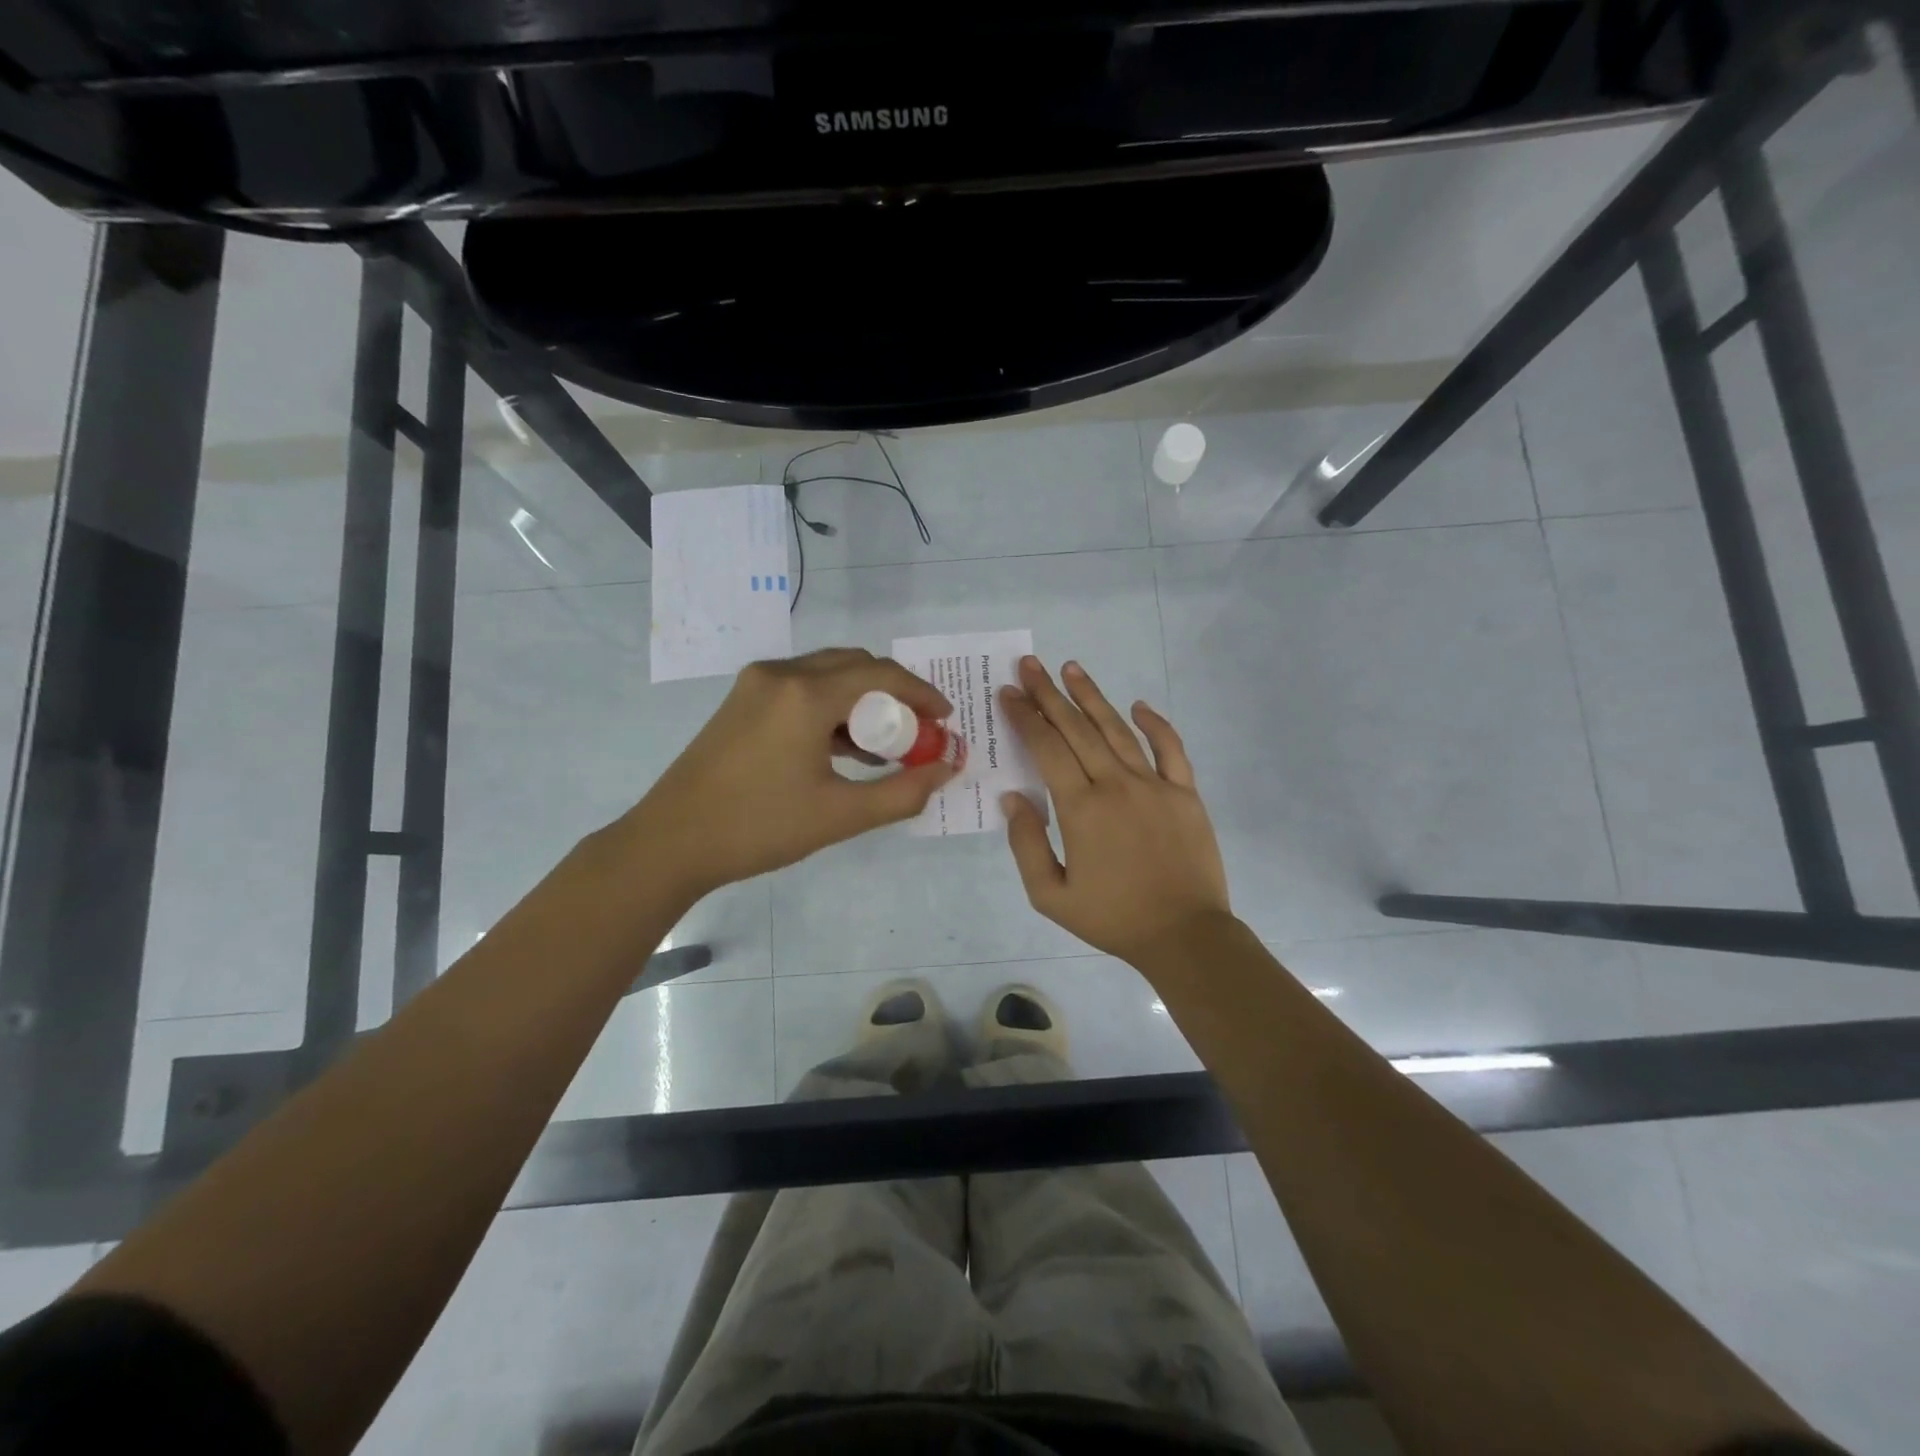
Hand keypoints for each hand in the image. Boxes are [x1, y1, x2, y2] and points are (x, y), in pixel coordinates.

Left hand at [617, 648, 958, 900]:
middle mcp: (781, 674)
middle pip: (856, 665)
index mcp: (805, 694)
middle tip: (918, 732)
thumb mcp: (841, 815)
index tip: (946, 720)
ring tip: (887, 745)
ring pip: (828, 674)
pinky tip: (845, 748)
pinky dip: (833, 707)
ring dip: (863, 700)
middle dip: (895, 694)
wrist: (671, 842)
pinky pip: (803, 688)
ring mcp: (757, 684)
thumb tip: (947, 768)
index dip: (921, 694)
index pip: (881, 675)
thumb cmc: (759, 828)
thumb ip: (903, 792)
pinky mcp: (743, 700)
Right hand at [999, 657, 1232, 966]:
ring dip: (1092, 697)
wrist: (1184, 935)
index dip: (1025, 717)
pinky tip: (1138, 705)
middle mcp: (1116, 784)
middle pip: (1077, 729)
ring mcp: (1155, 785)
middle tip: (1031, 665)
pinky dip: (1155, 724)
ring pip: (1117, 730)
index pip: (1046, 748)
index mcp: (1081, 808)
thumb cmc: (1112, 918)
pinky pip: (1170, 749)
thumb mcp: (1051, 895)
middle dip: (1049, 694)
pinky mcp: (1185, 793)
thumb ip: (1027, 844)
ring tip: (1071, 669)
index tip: (1008, 692)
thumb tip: (1013, 797)